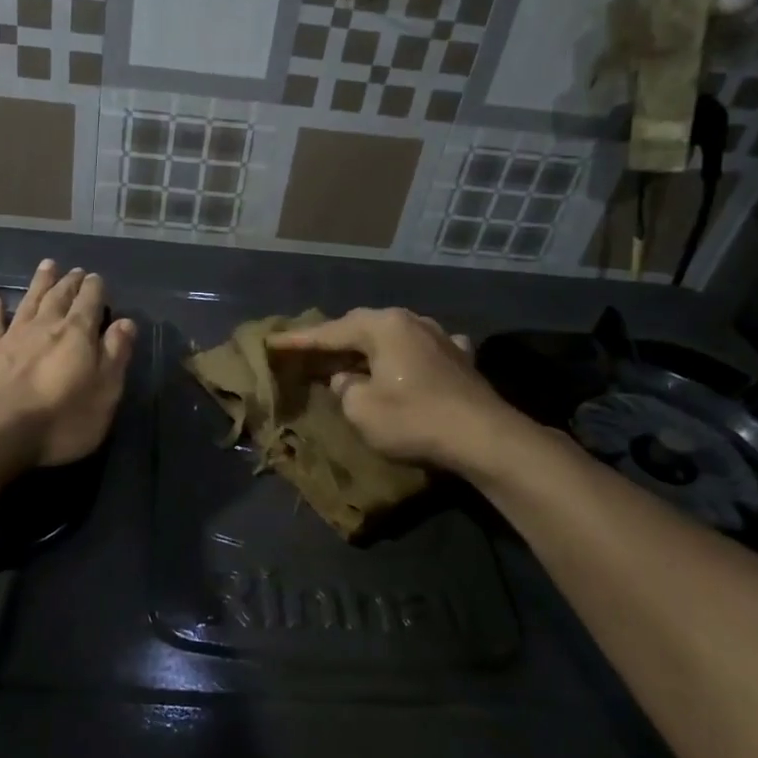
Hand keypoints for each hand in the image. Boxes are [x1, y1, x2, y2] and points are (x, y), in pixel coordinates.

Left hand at [0, 260, 135, 468]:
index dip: (94, 289)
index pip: (90, 302)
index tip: (96, 278)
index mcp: (78, 334)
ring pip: (30, 302)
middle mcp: (46, 326)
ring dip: (39, 284)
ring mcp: (13, 337)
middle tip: (75, 270)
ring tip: (46, 266)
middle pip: (60, 297)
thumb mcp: (104, 392)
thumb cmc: (60, 418)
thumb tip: (126, 322)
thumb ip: (115, 354)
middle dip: (70, 282)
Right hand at [266, 307, 509, 471]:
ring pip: (393, 336)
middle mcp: (411, 321)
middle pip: (362, 327)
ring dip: (370, 347)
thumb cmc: (414, 419)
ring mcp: (440, 336)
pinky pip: (419, 350)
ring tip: (351, 358)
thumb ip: (344, 389)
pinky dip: (404, 357)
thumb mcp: (362, 409)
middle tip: (309, 351)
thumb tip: (346, 379)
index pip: (329, 332)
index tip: (272, 341)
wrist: (484, 437)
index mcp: (383, 326)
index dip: (298, 341)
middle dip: (335, 339)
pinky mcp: (460, 358)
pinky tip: (406, 362)